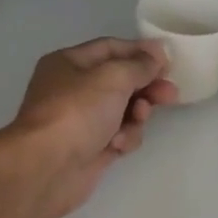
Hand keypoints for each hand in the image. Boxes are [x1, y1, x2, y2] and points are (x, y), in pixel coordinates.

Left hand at [0, 37, 178, 217]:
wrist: (47, 168)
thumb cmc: (76, 112)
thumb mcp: (112, 77)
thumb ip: (140, 64)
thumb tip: (158, 53)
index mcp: (68, 63)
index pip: (110, 48)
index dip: (140, 52)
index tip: (169, 60)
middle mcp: (73, 89)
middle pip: (120, 81)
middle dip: (146, 86)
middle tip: (171, 94)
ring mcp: (82, 121)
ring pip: (123, 110)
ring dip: (137, 114)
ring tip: (139, 118)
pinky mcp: (91, 148)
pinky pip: (119, 136)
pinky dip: (124, 138)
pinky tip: (118, 144)